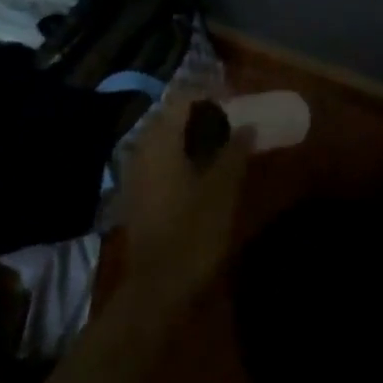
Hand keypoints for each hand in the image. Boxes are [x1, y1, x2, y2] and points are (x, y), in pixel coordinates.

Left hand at [116, 96, 253, 317]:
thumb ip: (235, 151)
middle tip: (233, 120)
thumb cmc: (193, 232)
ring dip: (192, 136)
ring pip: (165, 140)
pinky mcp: (138, 195)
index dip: (211, 94)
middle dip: (202, 114)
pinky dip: (183, 156)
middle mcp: (142, 151)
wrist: (157, 288)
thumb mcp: (223, 189)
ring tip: (223, 144)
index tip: (237, 99)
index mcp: (161, 142)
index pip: (183, 99)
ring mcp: (136, 174)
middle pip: (171, 117)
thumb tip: (246, 125)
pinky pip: (161, 160)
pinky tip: (204, 171)